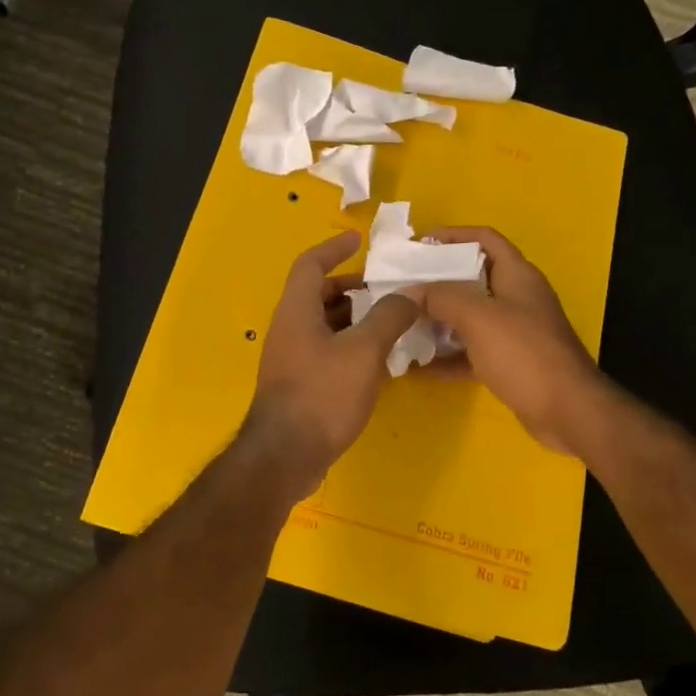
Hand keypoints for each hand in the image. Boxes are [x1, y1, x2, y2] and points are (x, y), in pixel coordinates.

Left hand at [242, 232, 422, 493]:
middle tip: (387, 289)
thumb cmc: (322, 394)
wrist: (286, 456)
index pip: (310, 264)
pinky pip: (327, 351)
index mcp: (297, 310)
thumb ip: (388, 317)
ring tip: (392, 322)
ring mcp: (292, 358)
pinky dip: (351, 345)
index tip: (359, 240)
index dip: (333, 247)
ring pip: (325, 325)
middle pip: (319, 294)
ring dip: (356, 319)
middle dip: (353, 287)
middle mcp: (289, 328)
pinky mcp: (299, 383)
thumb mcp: (363, 351)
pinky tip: (379, 360)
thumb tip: (409, 292)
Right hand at [422, 227, 607, 454]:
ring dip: (439, 320)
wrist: (567, 410)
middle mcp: (517, 299)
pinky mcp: (510, 363)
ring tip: (404, 324)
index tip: (419, 244)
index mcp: (517, 275)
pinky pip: (472, 352)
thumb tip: (411, 291)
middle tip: (403, 288)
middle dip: (438, 281)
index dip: (453, 235)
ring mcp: (515, 332)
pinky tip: (420, 367)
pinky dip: (449, 356)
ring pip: (470, 317)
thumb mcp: (478, 317)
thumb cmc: (524, 353)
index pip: (485, 239)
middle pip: (473, 278)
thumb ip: (442, 297)